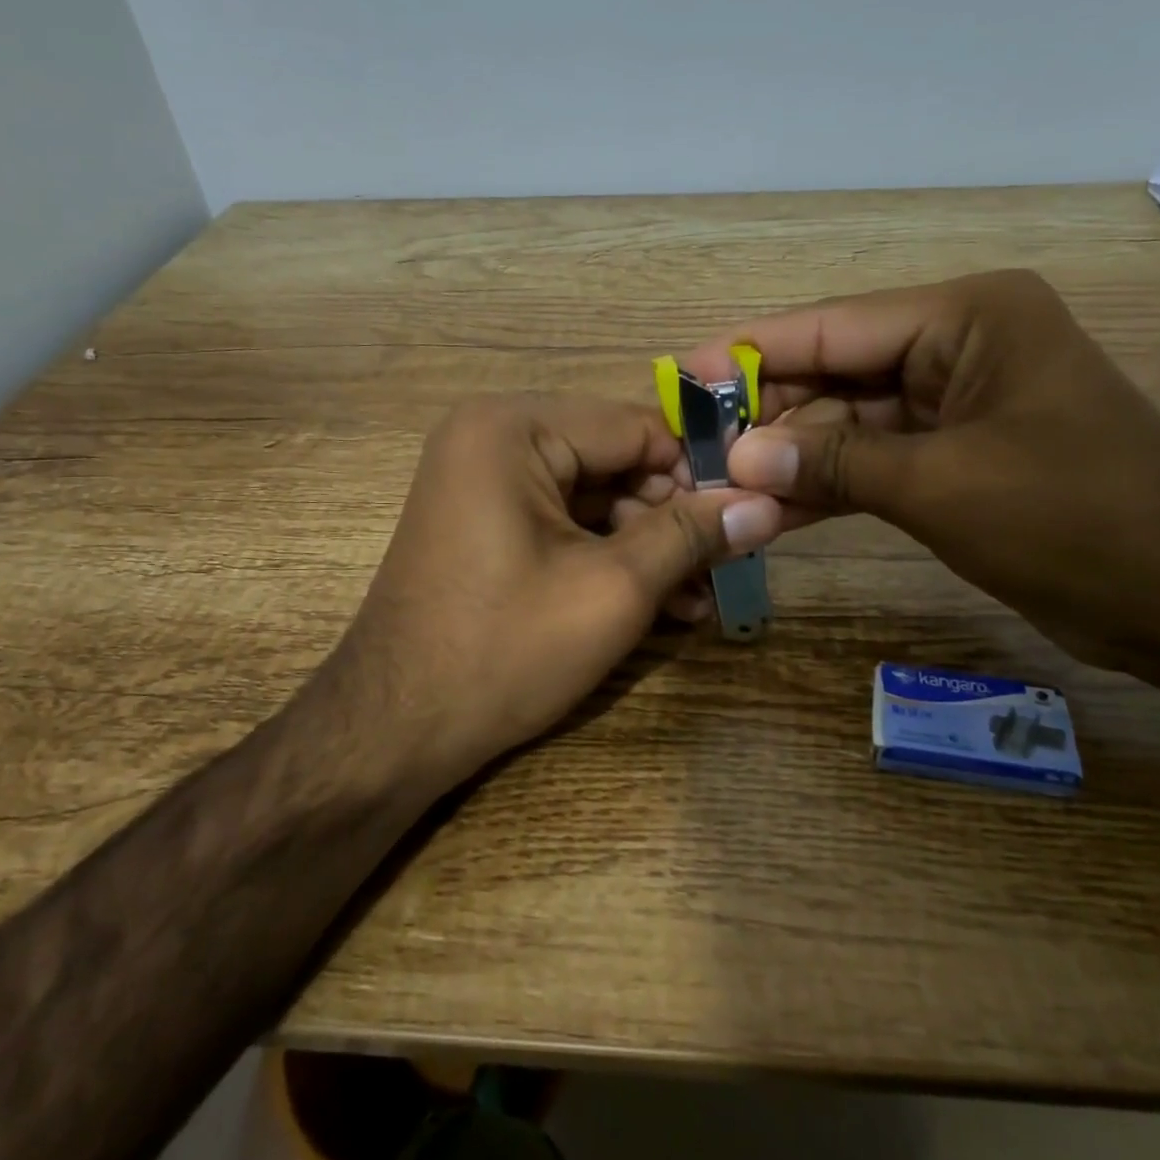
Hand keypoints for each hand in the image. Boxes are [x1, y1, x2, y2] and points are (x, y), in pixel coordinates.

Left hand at [334, 394, 783, 783]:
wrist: (392, 732)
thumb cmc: (504, 651)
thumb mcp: (613, 590)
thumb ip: (691, 536)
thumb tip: (767, 504)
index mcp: (513, 427)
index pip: (637, 427)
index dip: (698, 471)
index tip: (749, 515)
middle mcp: (492, 436)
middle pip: (614, 460)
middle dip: (671, 518)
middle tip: (726, 567)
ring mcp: (482, 479)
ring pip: (593, 497)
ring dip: (646, 546)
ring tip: (698, 601)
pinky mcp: (484, 521)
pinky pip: (562, 522)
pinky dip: (606, 557)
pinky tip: (656, 606)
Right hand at [685, 271, 1159, 674]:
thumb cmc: (1077, 517)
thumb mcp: (942, 484)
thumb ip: (833, 464)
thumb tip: (738, 459)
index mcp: (966, 317)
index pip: (832, 327)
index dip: (751, 353)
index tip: (681, 375)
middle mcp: (957, 347)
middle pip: (835, 374)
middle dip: (768, 416)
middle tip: (694, 448)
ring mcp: (956, 406)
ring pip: (849, 425)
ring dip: (792, 458)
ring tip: (719, 484)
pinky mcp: (956, 459)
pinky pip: (874, 463)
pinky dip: (829, 487)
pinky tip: (771, 511)